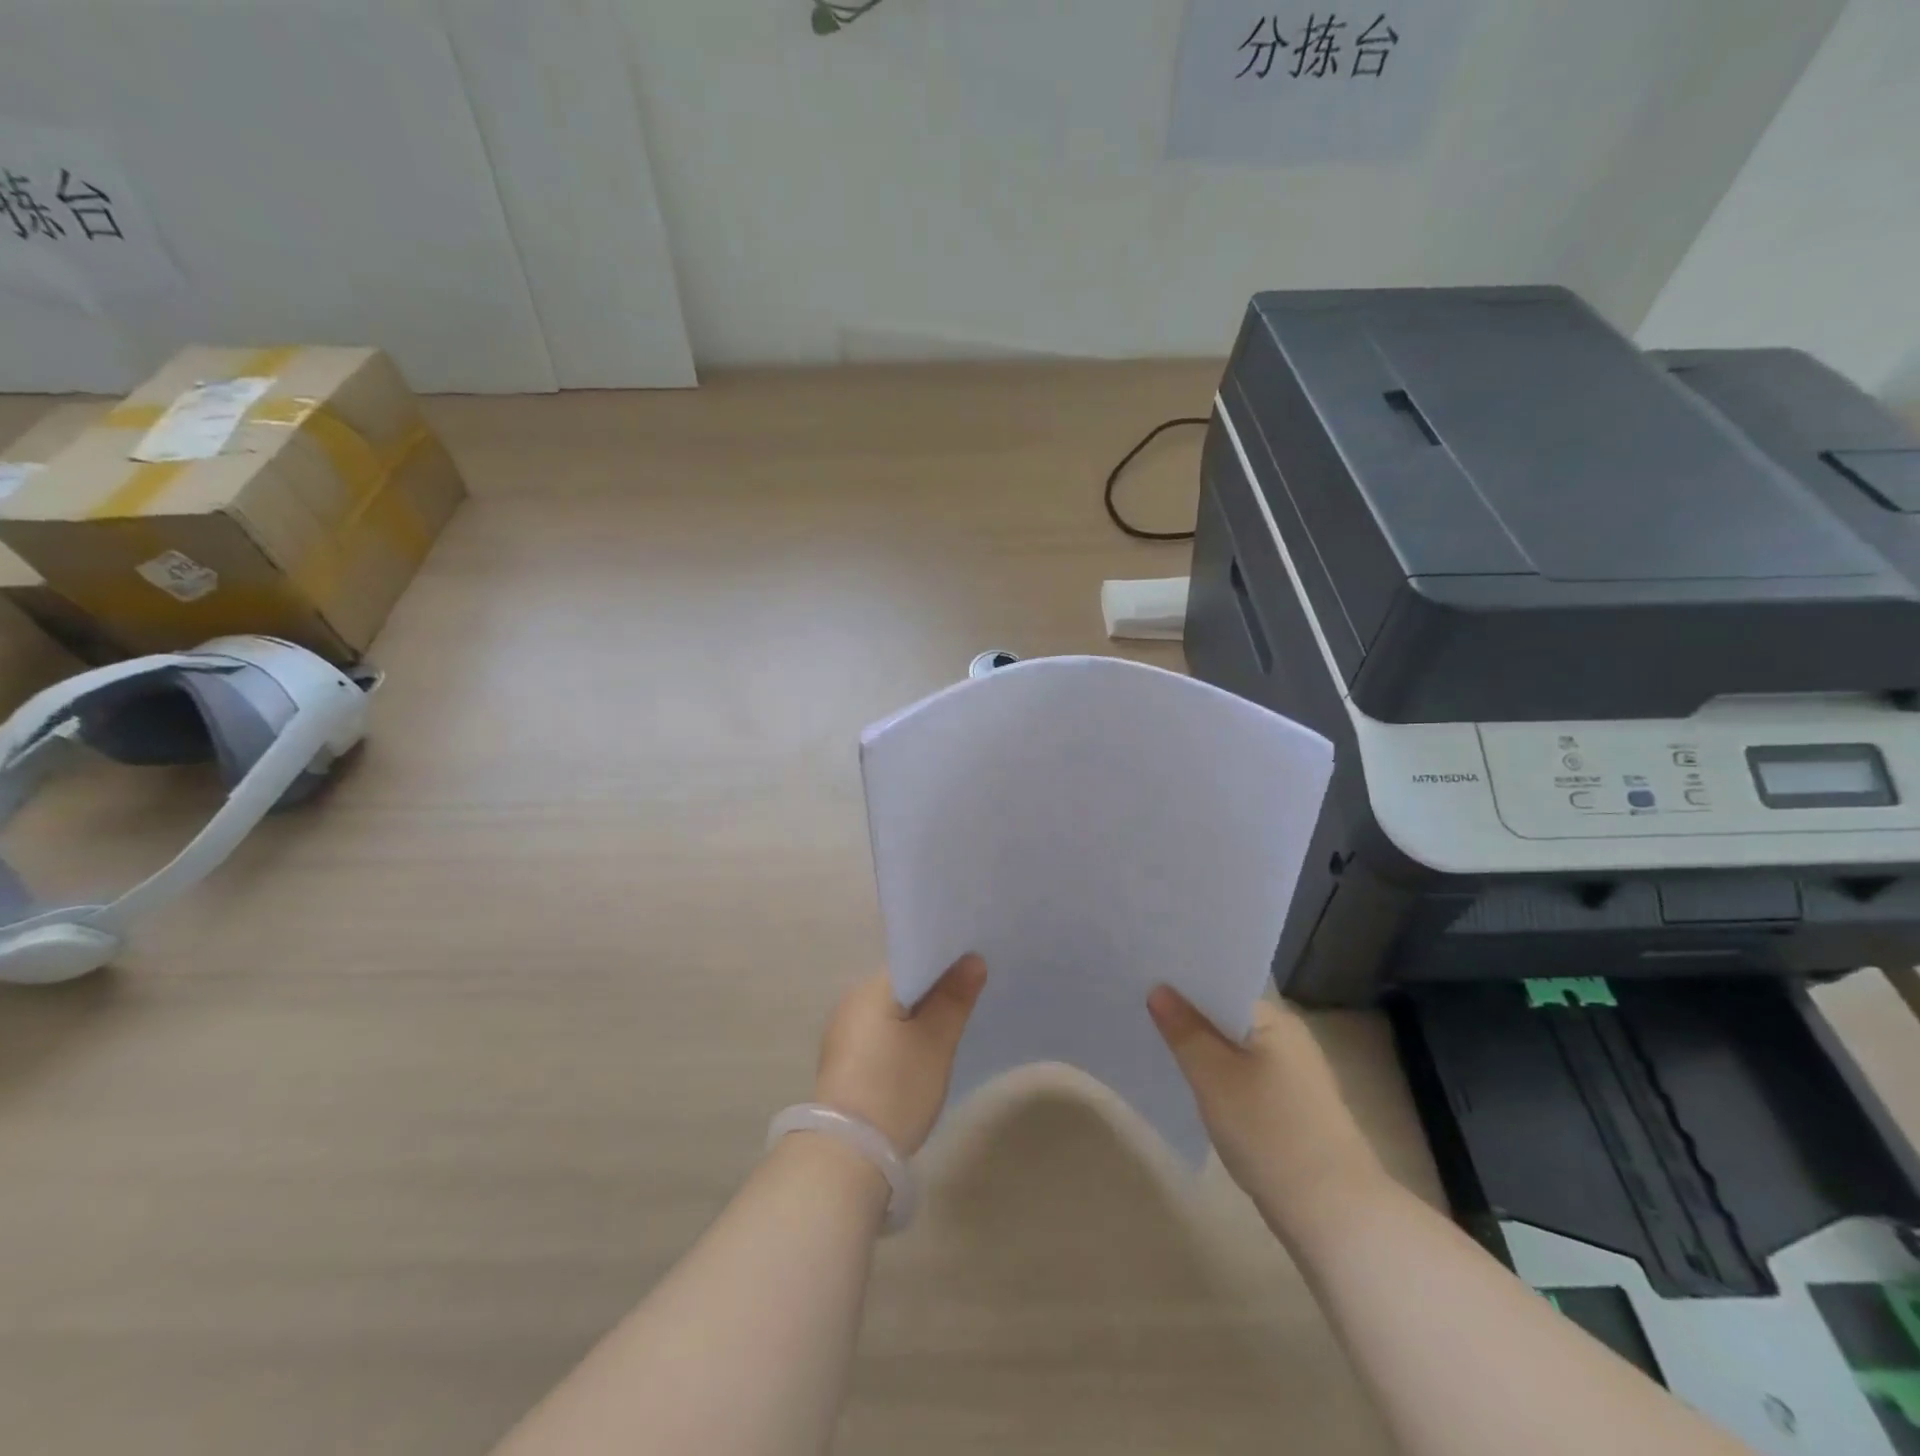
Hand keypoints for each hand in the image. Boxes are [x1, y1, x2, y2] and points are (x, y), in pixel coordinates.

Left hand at [812, 956, 986, 1155]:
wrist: (848, 1155)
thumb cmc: (896, 1088)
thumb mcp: (936, 1041)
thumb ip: (954, 998)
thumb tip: (972, 959)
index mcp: (870, 988)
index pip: (912, 958)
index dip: (945, 961)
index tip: (974, 967)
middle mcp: (851, 1001)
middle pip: (902, 984)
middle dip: (934, 989)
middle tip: (971, 995)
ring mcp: (843, 1033)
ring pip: (891, 1010)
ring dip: (918, 1014)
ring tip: (952, 1022)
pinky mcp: (844, 1061)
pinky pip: (880, 1033)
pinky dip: (903, 1035)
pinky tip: (923, 1051)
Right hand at [1148, 987, 1381, 1218]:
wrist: (1334, 1215)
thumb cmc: (1270, 1131)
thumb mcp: (1214, 1076)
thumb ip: (1184, 1030)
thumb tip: (1159, 989)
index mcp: (1275, 1019)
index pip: (1222, 983)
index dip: (1182, 982)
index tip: (1142, 979)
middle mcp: (1288, 1038)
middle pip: (1226, 1015)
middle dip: (1187, 1015)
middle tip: (1137, 1008)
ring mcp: (1293, 1075)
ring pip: (1233, 1048)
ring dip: (1201, 1048)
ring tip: (1154, 1043)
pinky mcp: (1291, 1108)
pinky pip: (1243, 1076)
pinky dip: (1217, 1076)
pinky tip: (1190, 1086)